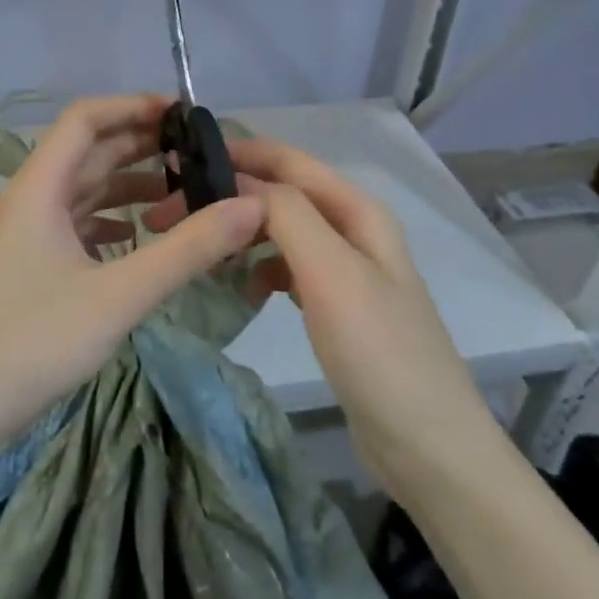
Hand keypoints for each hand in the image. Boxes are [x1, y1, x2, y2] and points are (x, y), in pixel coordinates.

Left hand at [0, 94, 266, 467]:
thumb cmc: (30, 345)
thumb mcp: (118, 297)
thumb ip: (186, 250)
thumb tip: (251, 207)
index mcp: (37, 189)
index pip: (84, 120)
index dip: (133, 107)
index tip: (185, 115)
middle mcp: (26, 201)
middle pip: (86, 154)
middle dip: (141, 148)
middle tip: (199, 156)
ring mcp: (22, 236)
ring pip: (81, 193)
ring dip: (128, 188)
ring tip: (184, 195)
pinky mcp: (25, 268)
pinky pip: (74, 227)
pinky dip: (110, 223)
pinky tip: (141, 239)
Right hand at [147, 135, 496, 496]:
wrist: (426, 445)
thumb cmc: (378, 351)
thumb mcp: (331, 272)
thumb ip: (287, 214)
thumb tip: (238, 180)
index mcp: (357, 210)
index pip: (287, 160)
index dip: (237, 153)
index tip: (179, 162)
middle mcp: (353, 230)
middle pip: (283, 193)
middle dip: (231, 196)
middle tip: (172, 214)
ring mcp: (346, 270)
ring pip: (282, 231)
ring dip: (243, 232)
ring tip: (201, 248)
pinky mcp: (337, 306)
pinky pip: (289, 269)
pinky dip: (261, 269)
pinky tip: (243, 290)